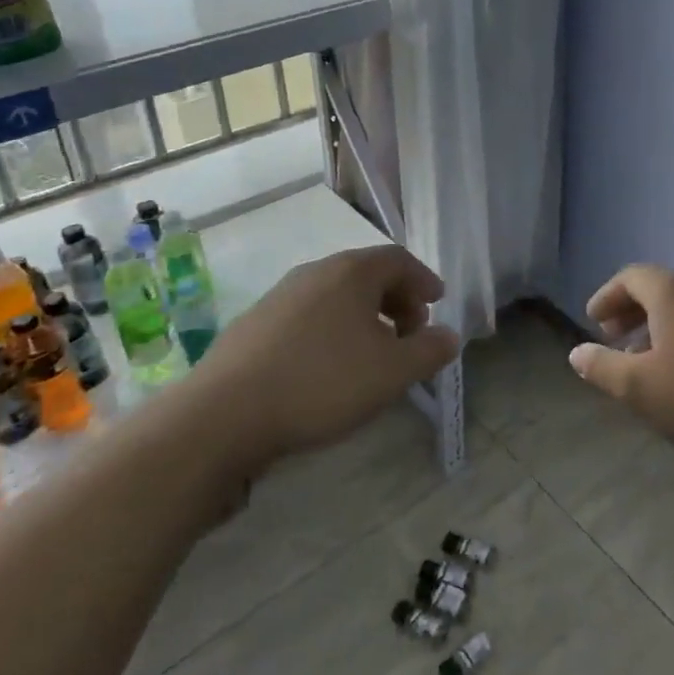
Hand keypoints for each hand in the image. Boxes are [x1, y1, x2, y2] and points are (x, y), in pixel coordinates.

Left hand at [202, 244, 459, 463]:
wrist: (224, 414)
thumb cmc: (322, 383)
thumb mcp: (392, 372)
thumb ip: (429, 351)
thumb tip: (449, 336)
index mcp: (351, 272)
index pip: (398, 259)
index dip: (423, 279)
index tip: (437, 302)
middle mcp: (314, 272)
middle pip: (366, 274)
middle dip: (396, 300)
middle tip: (411, 332)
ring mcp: (280, 296)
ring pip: (336, 296)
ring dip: (364, 316)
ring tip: (373, 353)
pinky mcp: (254, 324)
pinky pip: (309, 315)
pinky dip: (333, 329)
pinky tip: (329, 366)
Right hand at [568, 265, 673, 454]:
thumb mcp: (639, 387)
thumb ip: (602, 367)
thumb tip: (576, 353)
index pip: (632, 276)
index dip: (608, 295)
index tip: (593, 321)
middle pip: (660, 288)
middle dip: (631, 310)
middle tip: (613, 338)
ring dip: (657, 325)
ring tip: (644, 359)